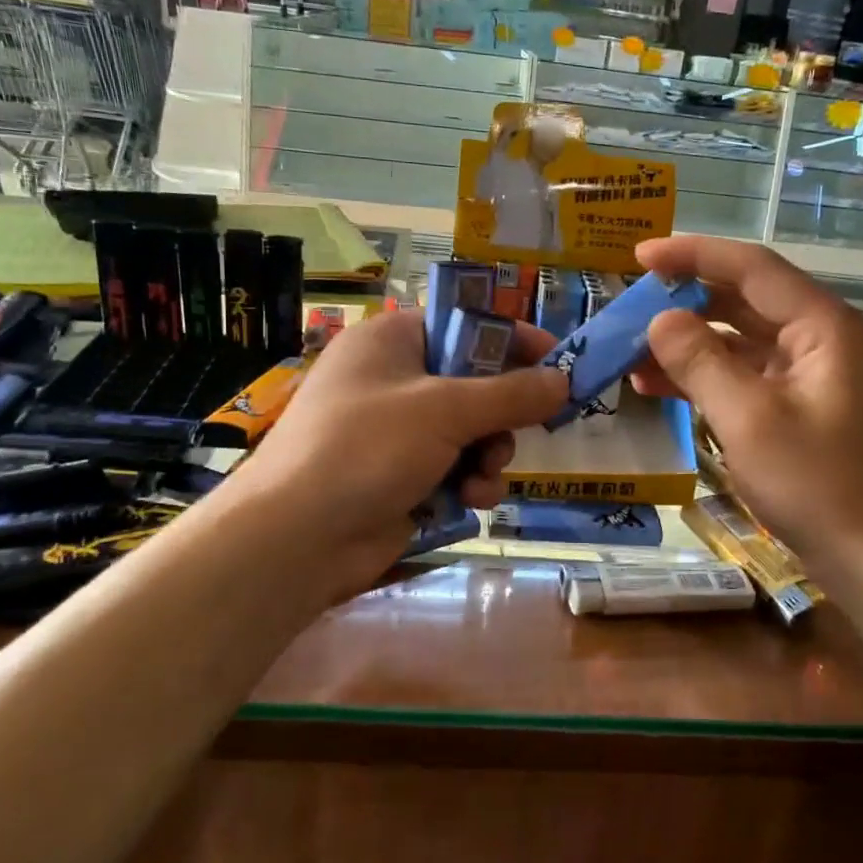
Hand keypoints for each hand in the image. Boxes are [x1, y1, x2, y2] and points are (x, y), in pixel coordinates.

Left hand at [237, 308, 567, 599]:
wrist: (298, 537)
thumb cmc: (368, 448)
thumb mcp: (446, 410)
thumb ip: (512, 394)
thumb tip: (564, 380)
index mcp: (392, 340)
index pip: (464, 325)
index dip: (512, 341)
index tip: (557, 361)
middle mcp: (393, 379)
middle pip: (473, 383)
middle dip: (501, 414)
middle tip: (523, 429)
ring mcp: (394, 431)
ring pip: (469, 431)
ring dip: (488, 455)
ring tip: (483, 475)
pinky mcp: (399, 475)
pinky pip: (453, 468)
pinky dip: (467, 483)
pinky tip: (470, 501)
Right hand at [629, 236, 862, 572]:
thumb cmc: (815, 485)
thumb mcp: (747, 419)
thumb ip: (700, 361)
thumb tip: (659, 319)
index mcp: (823, 327)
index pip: (752, 268)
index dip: (693, 255)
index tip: (639, 255)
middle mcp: (821, 338)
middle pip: (745, 299)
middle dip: (685, 301)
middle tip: (630, 305)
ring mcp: (810, 373)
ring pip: (740, 339)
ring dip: (688, 343)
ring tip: (632, 351)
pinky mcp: (798, 404)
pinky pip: (744, 374)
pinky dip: (704, 375)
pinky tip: (657, 385)